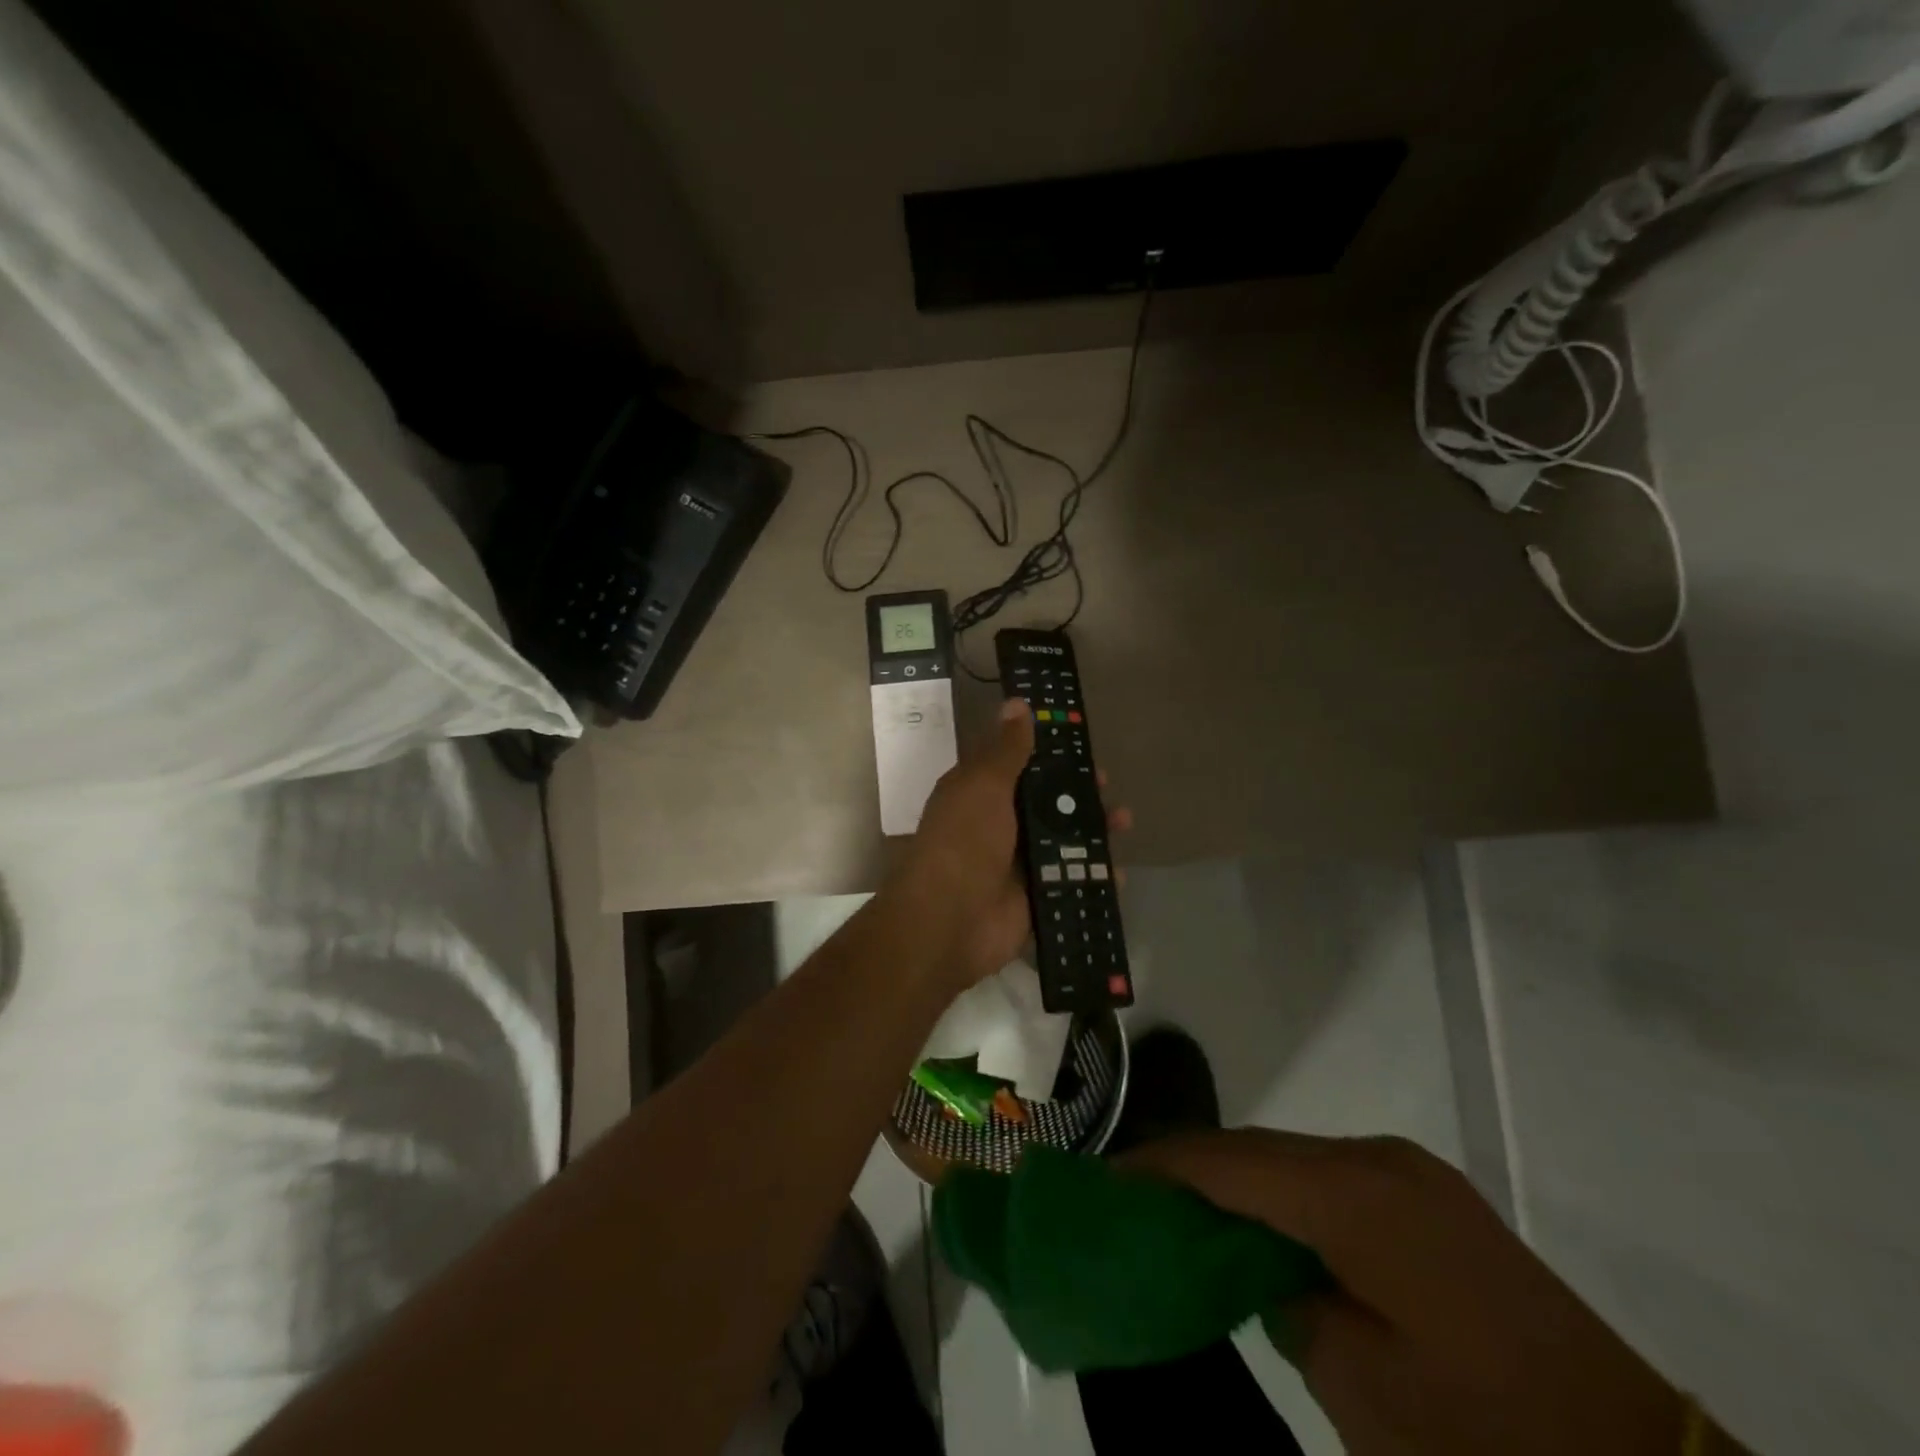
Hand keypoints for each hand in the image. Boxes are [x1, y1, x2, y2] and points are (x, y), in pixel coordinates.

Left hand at [887, 698, 1128, 993]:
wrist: (950, 921)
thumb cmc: (965, 841)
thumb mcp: (983, 785)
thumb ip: (1006, 749)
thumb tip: (1017, 703)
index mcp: (980, 794)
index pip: (1018, 764)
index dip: (1048, 752)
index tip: (1080, 741)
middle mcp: (999, 825)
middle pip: (1046, 802)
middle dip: (1079, 793)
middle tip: (1107, 784)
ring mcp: (1018, 863)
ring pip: (1064, 841)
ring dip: (1095, 831)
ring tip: (1124, 822)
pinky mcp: (1036, 897)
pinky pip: (1072, 882)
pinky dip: (1095, 877)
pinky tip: (1118, 872)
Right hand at [1123, 1130, 1709, 1455]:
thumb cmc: (1488, 1437)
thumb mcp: (1362, 1387)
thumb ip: (1287, 1304)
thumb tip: (1262, 1268)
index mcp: (1354, 1194)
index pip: (1229, 1161)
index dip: (1162, 1166)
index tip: (1107, 1180)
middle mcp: (1376, 1159)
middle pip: (1257, 1149)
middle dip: (1193, 1170)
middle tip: (1136, 1199)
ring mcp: (1408, 1172)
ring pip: (1291, 1159)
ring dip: (1239, 1182)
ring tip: (1186, 1213)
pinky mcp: (1429, 1196)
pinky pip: (1329, 1178)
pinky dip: (1284, 1197)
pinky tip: (1262, 1229)